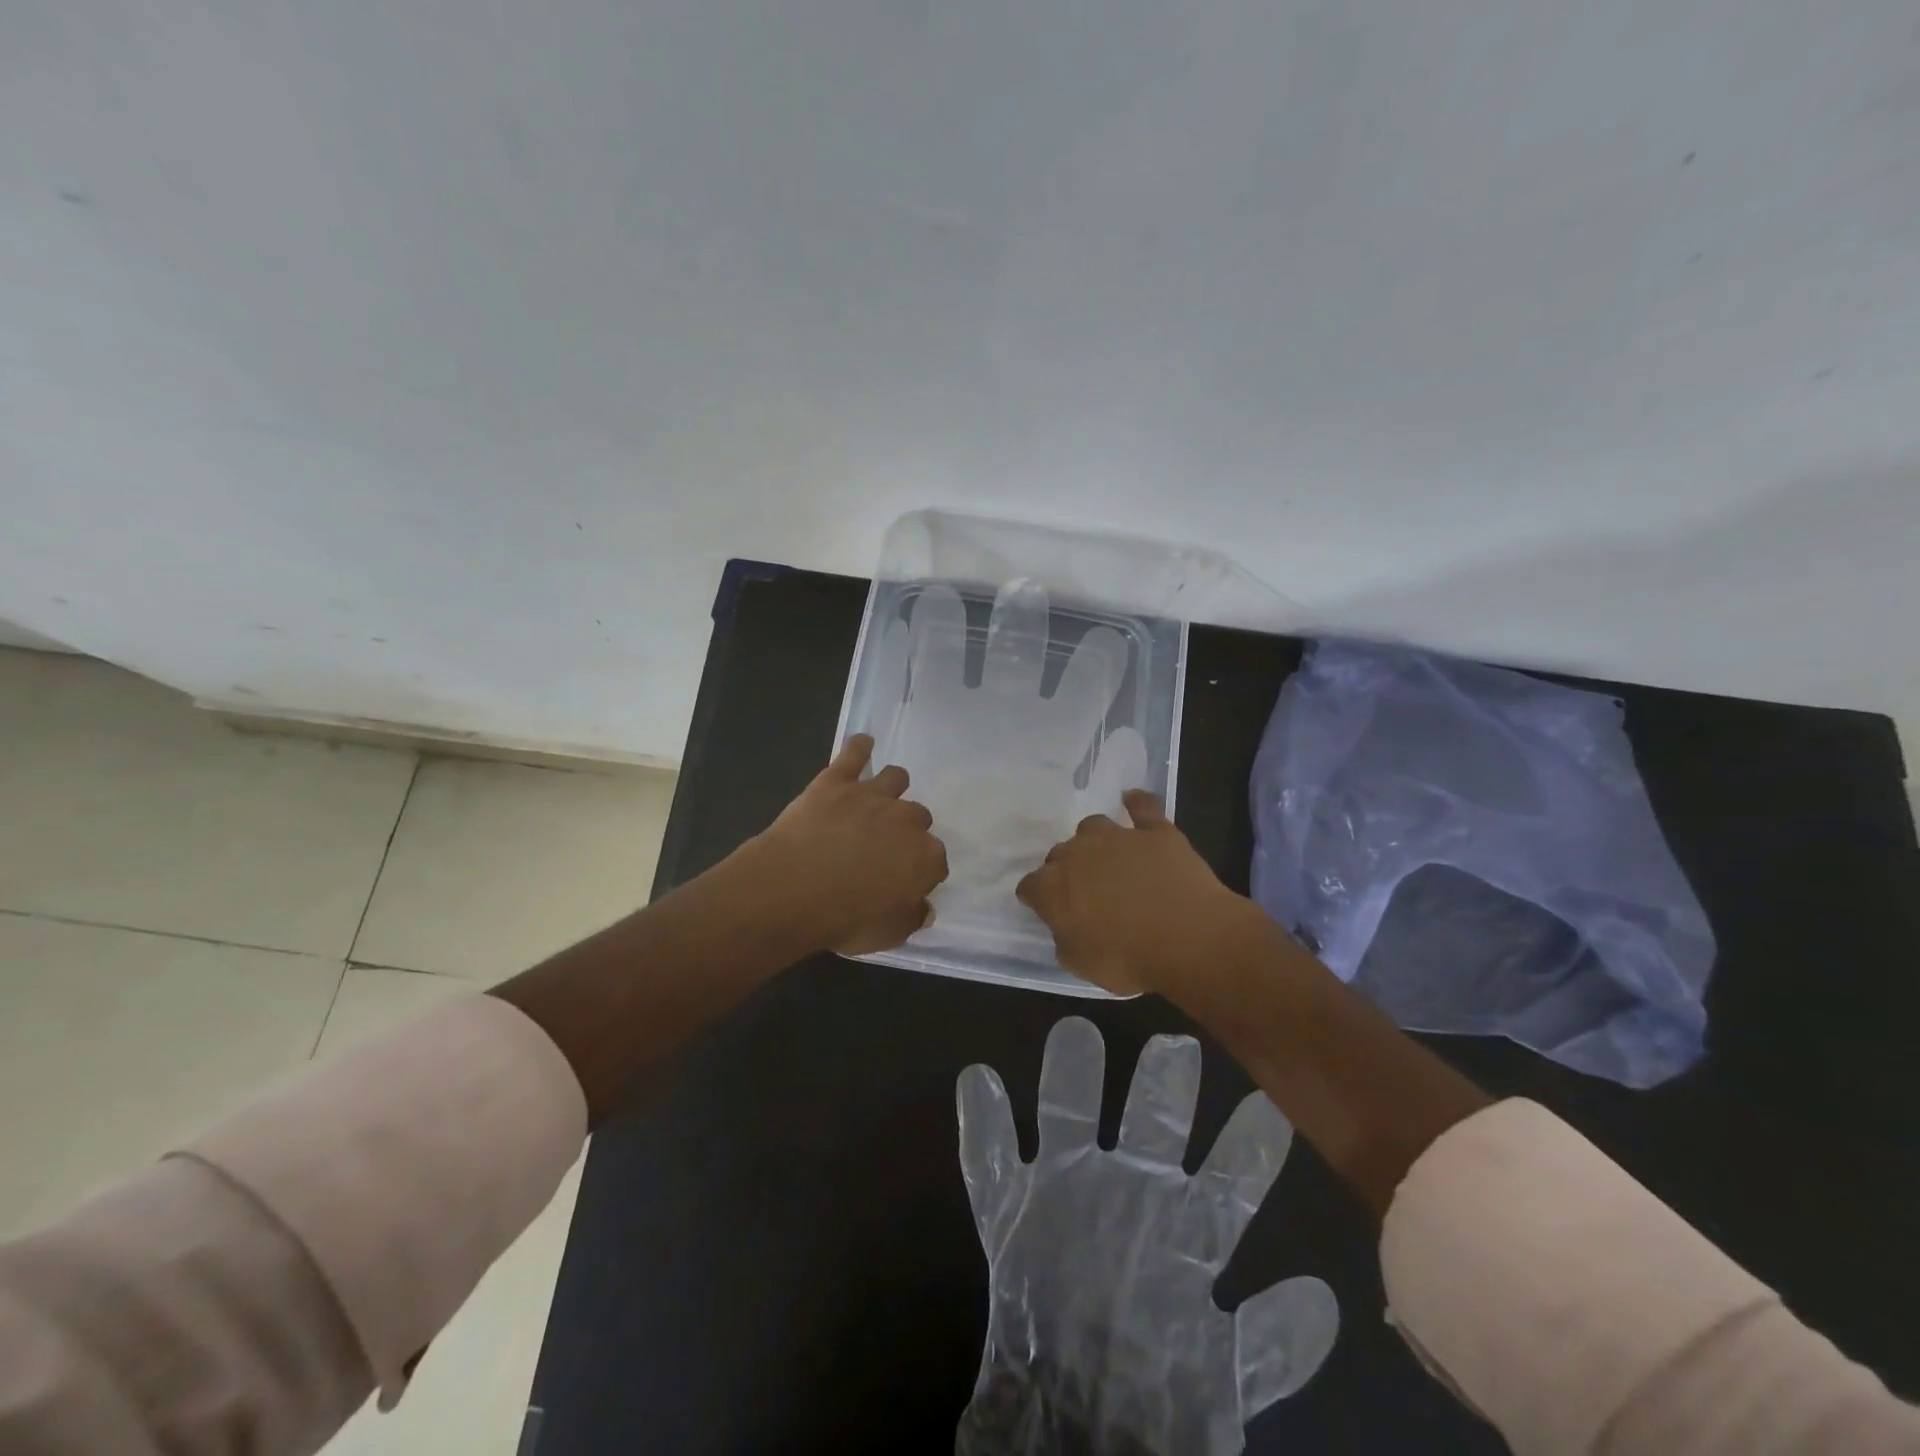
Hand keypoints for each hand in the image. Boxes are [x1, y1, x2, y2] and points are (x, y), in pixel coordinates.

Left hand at [744, 735, 949, 956]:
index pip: (935, 861)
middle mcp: (907, 819)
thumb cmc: (843, 919)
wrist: (791, 889)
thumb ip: (912, 917)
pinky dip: (860, 747)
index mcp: (925, 857)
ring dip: (891, 789)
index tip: (903, 882)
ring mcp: (872, 795)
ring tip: (876, 800)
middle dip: (905, 831)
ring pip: (895, 778)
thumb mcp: (887, 934)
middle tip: (882, 848)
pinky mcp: (838, 780)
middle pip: (918, 818)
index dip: (919, 872)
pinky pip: (855, 753)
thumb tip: (923, 907)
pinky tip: (862, 743)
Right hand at [1016, 791, 1262, 995]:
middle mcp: (1077, 853)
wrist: (1189, 938)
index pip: (1030, 886)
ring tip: (1109, 860)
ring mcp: (1117, 837)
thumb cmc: (1129, 958)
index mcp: (1052, 887)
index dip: (1038, 899)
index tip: (1050, 911)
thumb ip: (1064, 938)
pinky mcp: (1155, 830)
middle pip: (1060, 854)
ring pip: (1092, 827)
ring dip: (1094, 842)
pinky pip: (1142, 807)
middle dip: (1067, 870)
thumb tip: (1065, 925)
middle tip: (1086, 894)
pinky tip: (1133, 801)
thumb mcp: (1081, 964)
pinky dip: (1136, 804)